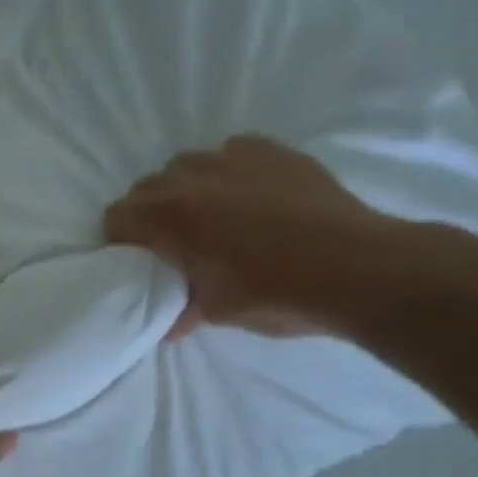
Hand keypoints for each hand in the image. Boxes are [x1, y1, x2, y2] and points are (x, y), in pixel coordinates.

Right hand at [104, 135, 396, 338]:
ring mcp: (233, 157)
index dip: (119, 240)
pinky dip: (229, 172)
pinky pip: (231, 153)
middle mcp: (192, 177)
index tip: (135, 259)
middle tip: (174, 242)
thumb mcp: (221, 311)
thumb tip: (170, 326)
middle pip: (147, 187)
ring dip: (187, 188)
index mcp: (171, 216)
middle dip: (150, 213)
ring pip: (187, 165)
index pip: (117, 216)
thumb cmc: (279, 294)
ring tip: (214, 215)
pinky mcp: (270, 150)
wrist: (360, 268)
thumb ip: (185, 309)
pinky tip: (252, 196)